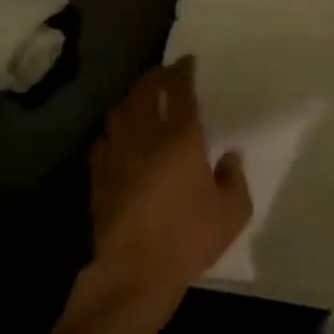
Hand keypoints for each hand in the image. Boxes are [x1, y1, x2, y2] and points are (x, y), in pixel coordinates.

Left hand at [87, 58, 251, 317]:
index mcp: (180, 137)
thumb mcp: (232, 212)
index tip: (187, 62)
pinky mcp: (99, 174)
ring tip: (143, 99)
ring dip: (132, 98)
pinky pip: (105, 139)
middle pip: (144, 91)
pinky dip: (116, 130)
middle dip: (155, 77)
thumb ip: (234, 178)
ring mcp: (116, 153)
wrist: (134, 270)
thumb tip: (229, 157)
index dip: (182, 72)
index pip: (179, 90)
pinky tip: (122, 138)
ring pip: (120, 111)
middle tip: (165, 74)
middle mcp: (145, 135)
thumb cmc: (189, 238)